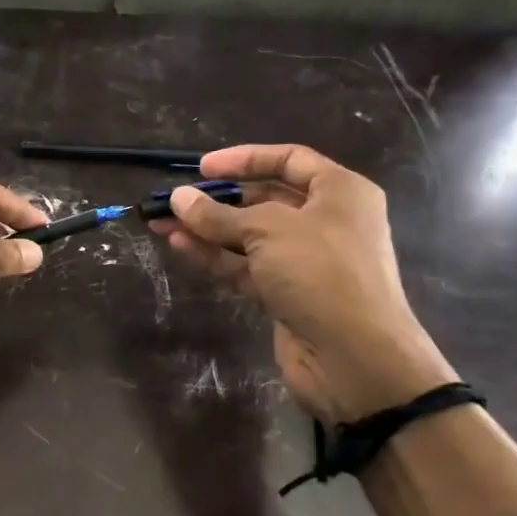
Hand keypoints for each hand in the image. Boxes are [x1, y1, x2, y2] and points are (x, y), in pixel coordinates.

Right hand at [154, 144, 455, 422]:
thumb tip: (178, 198)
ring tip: (162, 223)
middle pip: (264, 200)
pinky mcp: (285, 294)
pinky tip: (180, 246)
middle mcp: (325, 222)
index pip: (289, 160)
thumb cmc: (321, 272)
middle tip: (174, 201)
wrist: (354, 356)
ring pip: (248, 237)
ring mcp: (305, 261)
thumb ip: (218, 214)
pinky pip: (244, 267)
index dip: (245, 159)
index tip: (202, 167)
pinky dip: (214, 256)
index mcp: (340, 192)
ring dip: (207, 229)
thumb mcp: (267, 230)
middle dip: (217, 200)